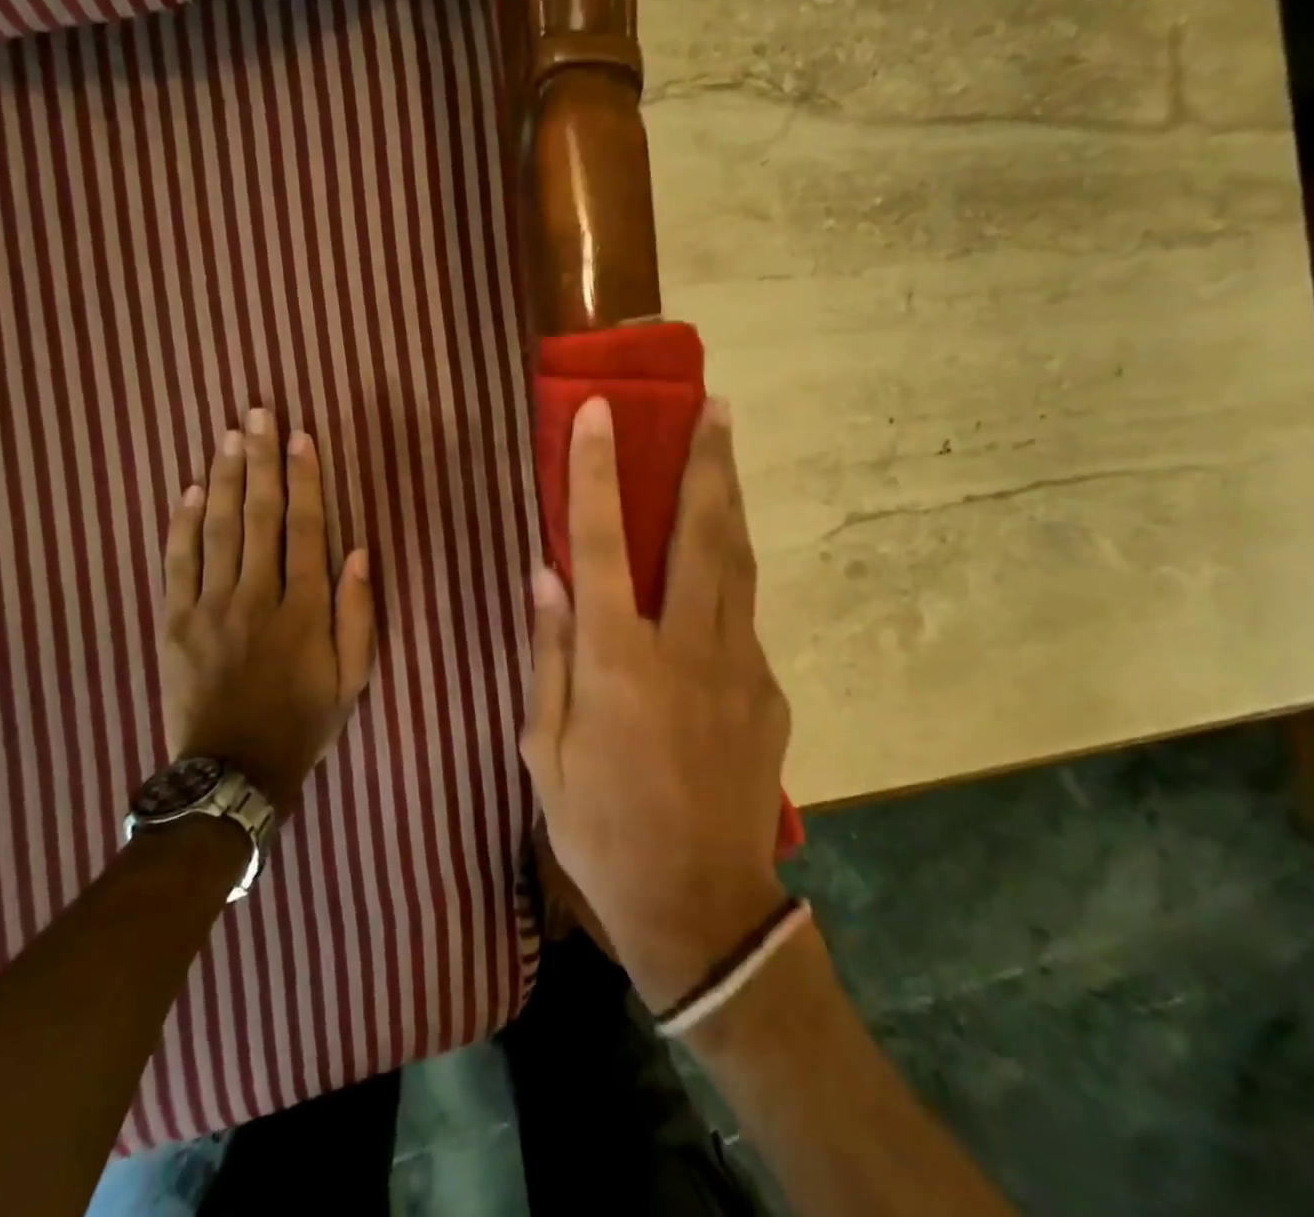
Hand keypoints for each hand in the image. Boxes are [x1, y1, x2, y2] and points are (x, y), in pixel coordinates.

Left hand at [159, 407, 376, 815]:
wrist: (232, 771)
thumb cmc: (303, 720)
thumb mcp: (352, 677)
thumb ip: (358, 613)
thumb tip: (358, 551)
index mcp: (303, 609)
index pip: (305, 528)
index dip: (305, 479)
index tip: (303, 437)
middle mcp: (255, 596)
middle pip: (257, 515)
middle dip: (260, 459)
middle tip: (259, 413)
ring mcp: (209, 607)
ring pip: (216, 529)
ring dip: (223, 477)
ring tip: (229, 435)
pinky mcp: (175, 621)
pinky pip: (177, 562)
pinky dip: (182, 524)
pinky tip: (188, 489)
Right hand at [522, 397, 790, 1012]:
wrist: (700, 906)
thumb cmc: (601, 829)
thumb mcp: (546, 751)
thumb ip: (548, 656)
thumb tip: (545, 576)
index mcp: (617, 659)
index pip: (600, 542)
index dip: (596, 470)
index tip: (600, 412)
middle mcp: (684, 646)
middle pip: (699, 533)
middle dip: (706, 461)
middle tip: (715, 406)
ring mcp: (739, 666)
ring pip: (738, 563)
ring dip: (731, 500)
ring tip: (728, 451)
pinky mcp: (769, 691)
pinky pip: (744, 619)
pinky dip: (730, 580)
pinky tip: (716, 575)